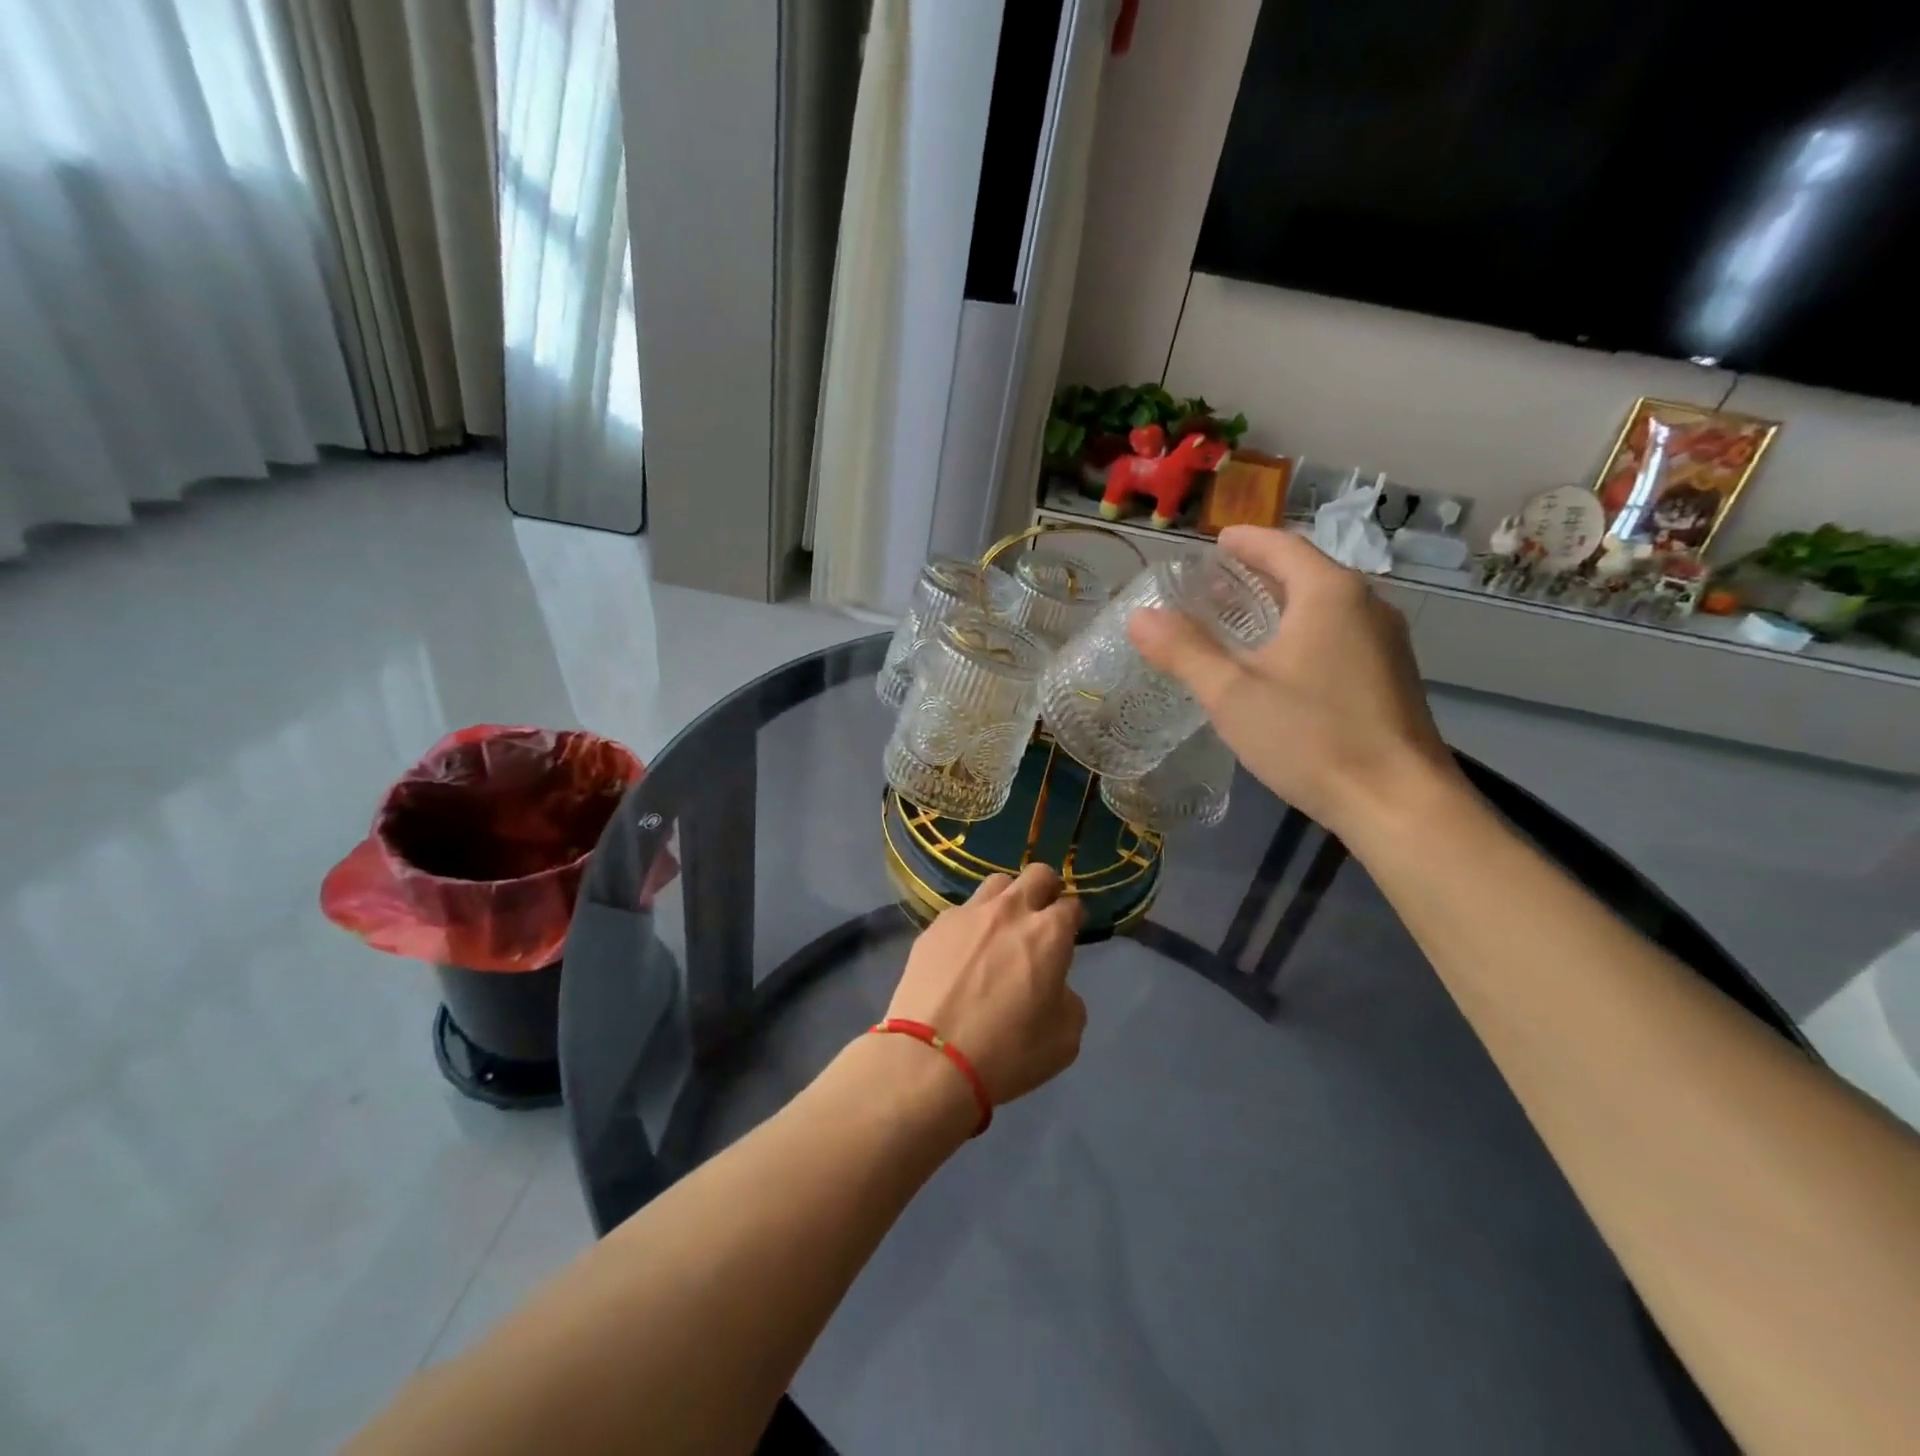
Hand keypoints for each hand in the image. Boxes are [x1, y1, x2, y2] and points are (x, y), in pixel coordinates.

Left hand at [886, 864, 1086, 1105]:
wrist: (930, 1059)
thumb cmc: (1008, 1052)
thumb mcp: (1064, 1038)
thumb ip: (1067, 999)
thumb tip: (1053, 985)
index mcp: (1048, 933)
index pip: (1071, 905)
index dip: (1075, 918)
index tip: (1072, 932)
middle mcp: (1009, 911)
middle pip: (1037, 875)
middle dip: (1046, 889)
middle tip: (1042, 915)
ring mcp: (968, 914)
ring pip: (996, 883)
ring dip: (1007, 899)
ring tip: (1000, 928)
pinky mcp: (934, 927)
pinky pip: (961, 912)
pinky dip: (971, 924)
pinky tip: (963, 952)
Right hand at [1128, 525, 1461, 837]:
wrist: (1398, 803)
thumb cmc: (1311, 737)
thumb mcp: (1232, 694)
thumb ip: (1184, 651)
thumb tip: (1139, 616)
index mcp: (1329, 594)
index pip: (1281, 546)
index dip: (1244, 541)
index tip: (1214, 543)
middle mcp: (1366, 605)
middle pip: (1305, 572)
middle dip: (1259, 572)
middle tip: (1213, 585)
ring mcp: (1385, 642)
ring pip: (1324, 605)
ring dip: (1281, 603)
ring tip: (1238, 620)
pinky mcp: (1391, 675)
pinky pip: (1339, 633)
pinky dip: (1303, 630)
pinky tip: (1279, 662)